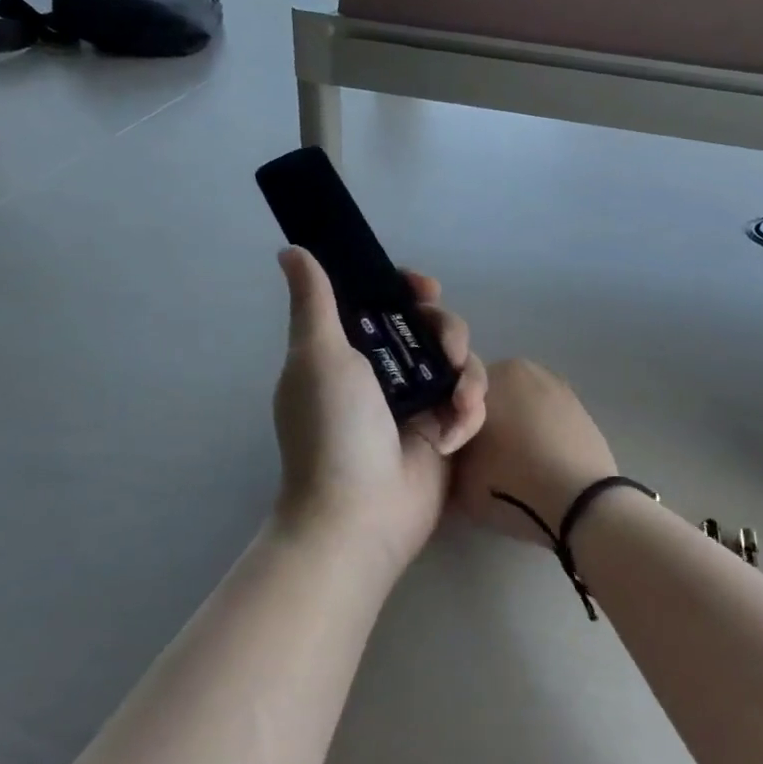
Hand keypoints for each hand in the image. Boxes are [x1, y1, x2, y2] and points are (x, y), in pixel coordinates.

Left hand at [272, 249, 486, 576]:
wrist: (359, 513)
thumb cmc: (333, 429)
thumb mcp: (317, 356)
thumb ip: (314, 300)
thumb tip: (292, 250)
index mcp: (348, 349)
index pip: (384, 302)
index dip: (407, 289)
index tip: (423, 289)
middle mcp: (384, 371)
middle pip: (430, 326)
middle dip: (446, 330)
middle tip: (446, 350)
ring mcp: (417, 403)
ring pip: (458, 361)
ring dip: (466, 375)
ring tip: (458, 403)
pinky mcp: (445, 431)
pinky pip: (470, 402)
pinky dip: (467, 413)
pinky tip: (453, 435)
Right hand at [451, 360, 617, 548]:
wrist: (579, 503)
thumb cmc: (509, 483)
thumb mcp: (456, 473)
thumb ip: (448, 448)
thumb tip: (451, 444)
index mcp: (490, 374)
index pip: (456, 390)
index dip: (451, 421)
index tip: (454, 451)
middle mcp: (523, 368)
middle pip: (491, 392)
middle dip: (483, 418)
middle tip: (479, 458)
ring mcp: (556, 385)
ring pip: (520, 403)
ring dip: (512, 424)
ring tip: (510, 464)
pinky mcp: (580, 407)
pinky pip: (546, 416)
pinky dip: (538, 432)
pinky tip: (536, 462)